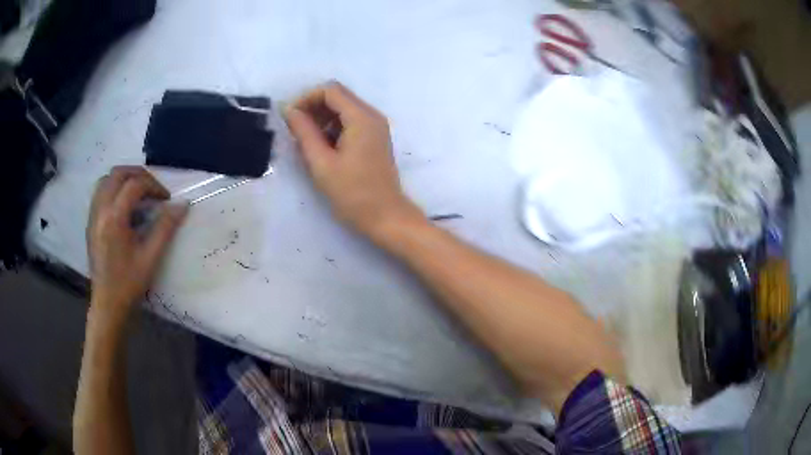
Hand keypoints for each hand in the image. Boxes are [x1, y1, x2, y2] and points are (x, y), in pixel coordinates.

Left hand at [86, 166, 187, 322]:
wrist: (108, 305)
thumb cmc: (129, 284)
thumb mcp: (150, 258)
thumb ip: (166, 227)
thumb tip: (183, 204)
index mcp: (114, 218)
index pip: (135, 185)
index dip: (154, 186)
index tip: (166, 200)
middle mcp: (100, 210)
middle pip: (117, 173)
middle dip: (138, 174)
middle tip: (152, 188)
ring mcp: (93, 215)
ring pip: (106, 180)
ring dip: (123, 179)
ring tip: (138, 193)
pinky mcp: (90, 222)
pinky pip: (100, 193)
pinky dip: (114, 189)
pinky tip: (124, 206)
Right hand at [285, 81, 423, 239]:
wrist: (385, 216)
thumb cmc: (352, 193)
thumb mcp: (322, 163)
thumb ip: (304, 132)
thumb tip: (289, 111)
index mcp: (361, 117)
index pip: (330, 90)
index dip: (306, 98)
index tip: (290, 117)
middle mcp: (372, 115)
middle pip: (338, 96)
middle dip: (313, 107)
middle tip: (295, 129)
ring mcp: (376, 126)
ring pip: (344, 108)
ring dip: (322, 117)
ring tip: (306, 141)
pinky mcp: (375, 138)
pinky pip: (351, 121)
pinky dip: (333, 127)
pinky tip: (322, 146)